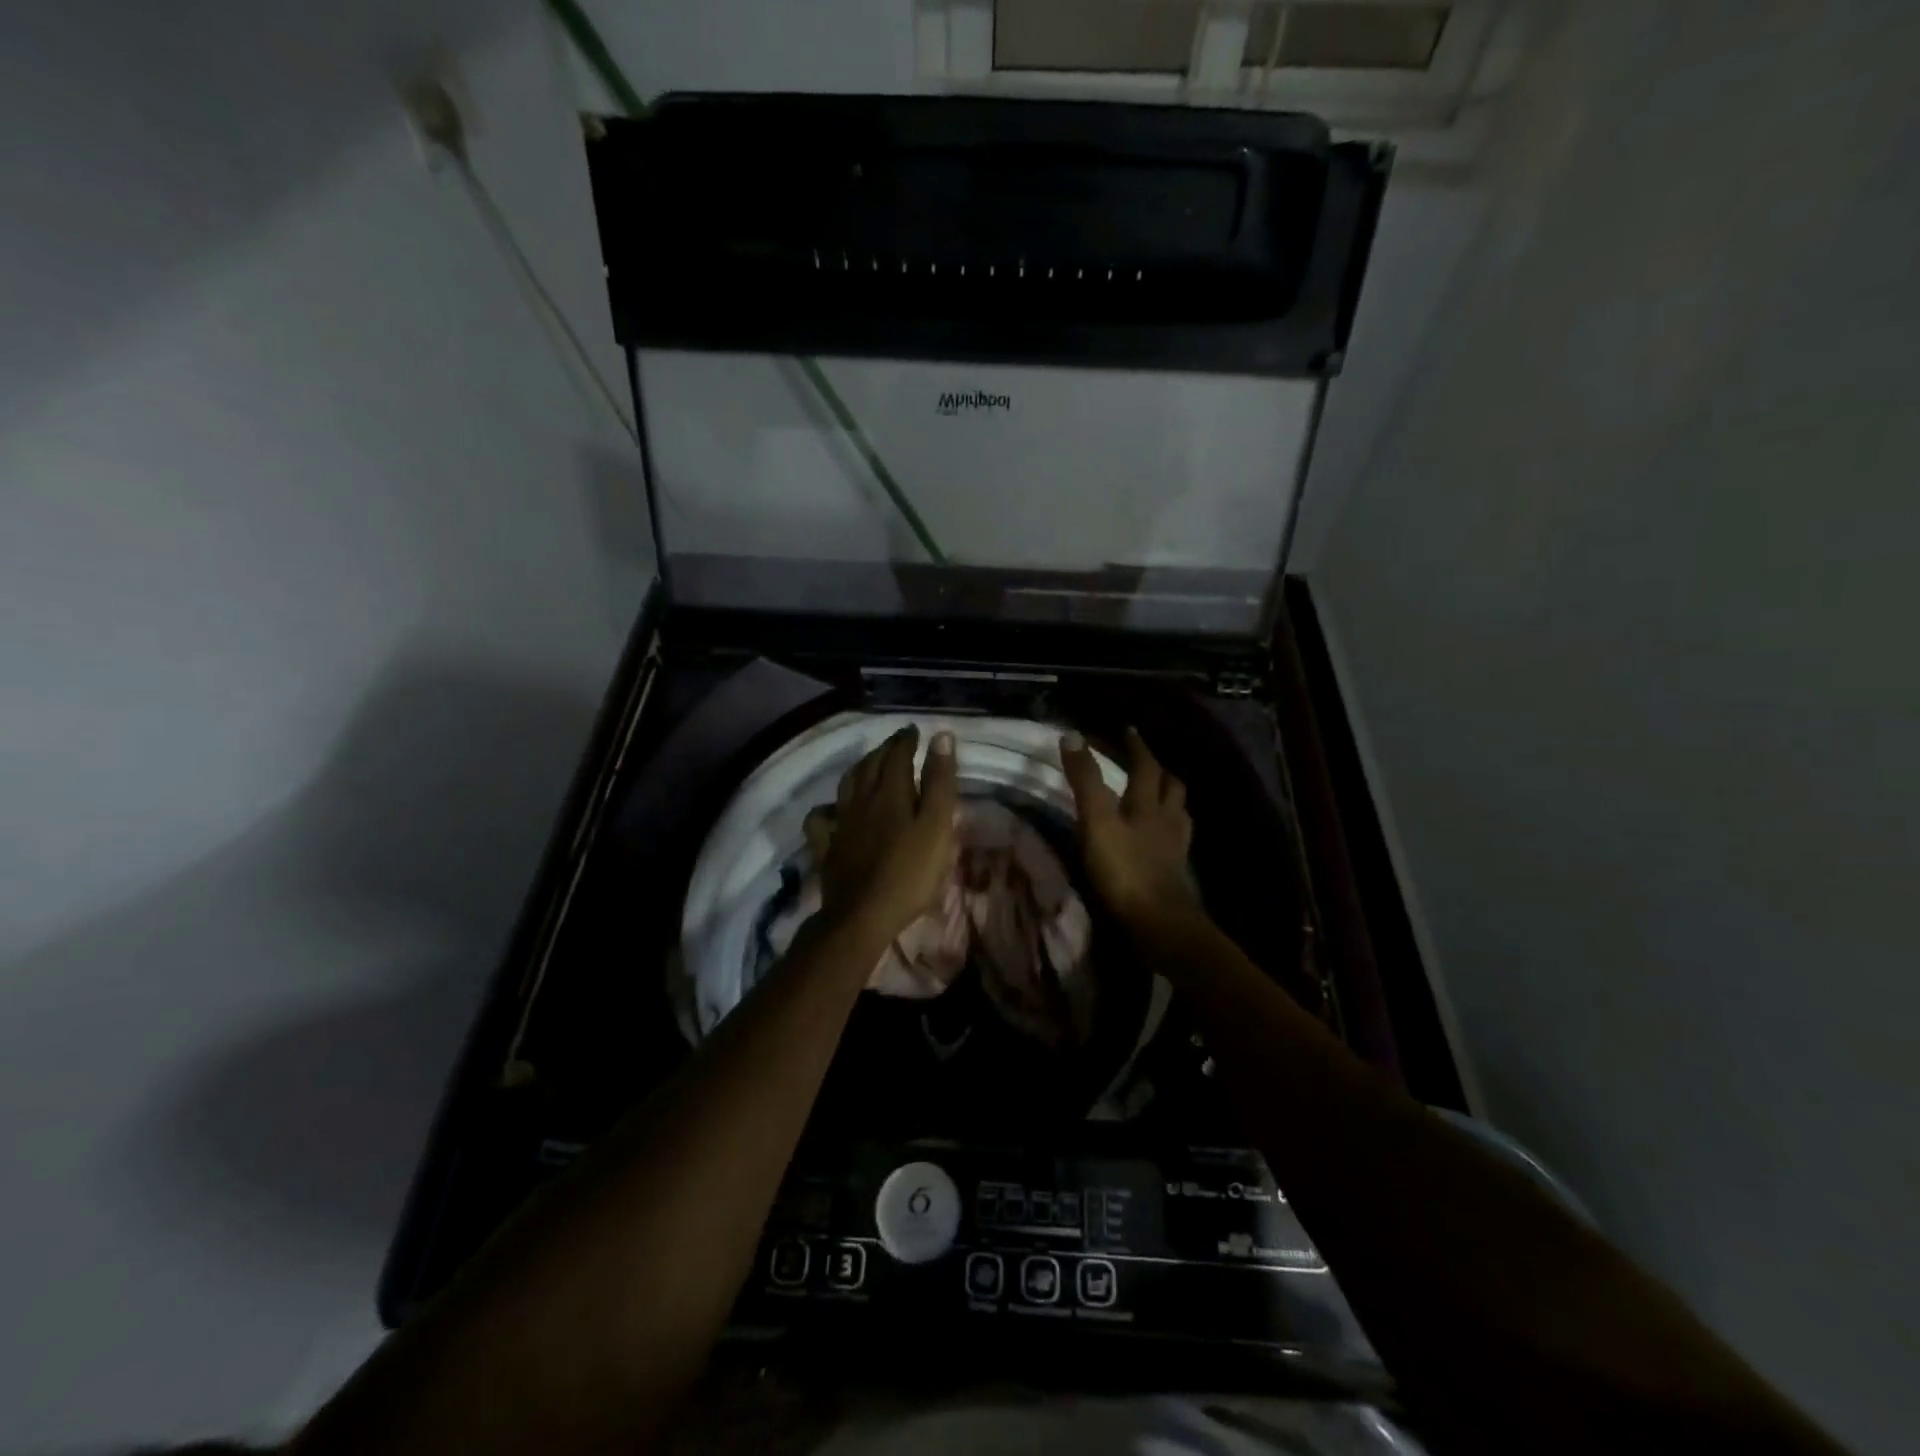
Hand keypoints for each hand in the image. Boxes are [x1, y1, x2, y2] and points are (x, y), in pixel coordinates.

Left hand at [815, 726, 959, 944]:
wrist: (863, 915)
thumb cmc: (910, 872)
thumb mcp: (936, 826)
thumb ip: (939, 782)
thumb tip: (940, 736)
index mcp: (890, 792)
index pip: (897, 755)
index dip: (906, 741)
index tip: (914, 731)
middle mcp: (861, 800)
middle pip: (870, 765)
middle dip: (885, 749)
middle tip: (897, 742)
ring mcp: (841, 824)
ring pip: (846, 785)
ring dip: (860, 769)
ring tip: (869, 765)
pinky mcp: (828, 848)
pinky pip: (822, 820)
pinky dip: (827, 809)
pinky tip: (832, 811)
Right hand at [1060, 727, 1201, 933]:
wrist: (1160, 924)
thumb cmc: (1125, 869)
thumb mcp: (1097, 821)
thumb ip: (1085, 781)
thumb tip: (1072, 735)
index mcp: (1148, 805)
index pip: (1146, 766)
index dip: (1136, 746)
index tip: (1128, 730)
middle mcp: (1168, 821)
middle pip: (1172, 787)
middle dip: (1159, 770)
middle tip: (1147, 761)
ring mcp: (1175, 849)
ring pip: (1179, 814)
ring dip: (1169, 799)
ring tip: (1157, 796)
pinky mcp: (1176, 874)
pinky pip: (1177, 842)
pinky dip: (1169, 831)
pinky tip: (1161, 839)